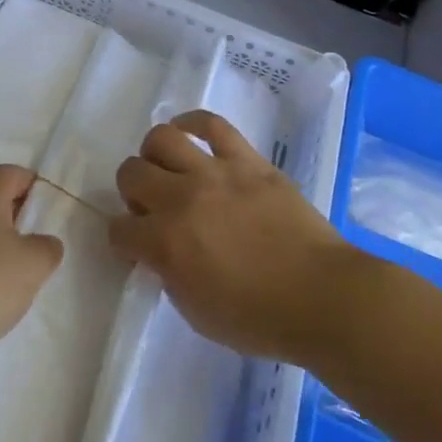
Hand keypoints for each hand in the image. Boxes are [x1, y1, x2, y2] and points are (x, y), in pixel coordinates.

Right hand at [112, 111, 354, 363]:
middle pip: (131, 173)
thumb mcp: (196, 312)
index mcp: (165, 244)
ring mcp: (216, 173)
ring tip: (167, 169)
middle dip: (132, 192)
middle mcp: (182, 200)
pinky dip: (192, 123)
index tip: (137, 247)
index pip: (119, 229)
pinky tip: (187, 133)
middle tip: (152, 207)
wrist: (323, 297)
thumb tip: (160, 251)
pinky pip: (212, 124)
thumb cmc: (259, 318)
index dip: (123, 240)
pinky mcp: (247, 160)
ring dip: (154, 155)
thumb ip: (168, 275)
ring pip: (161, 138)